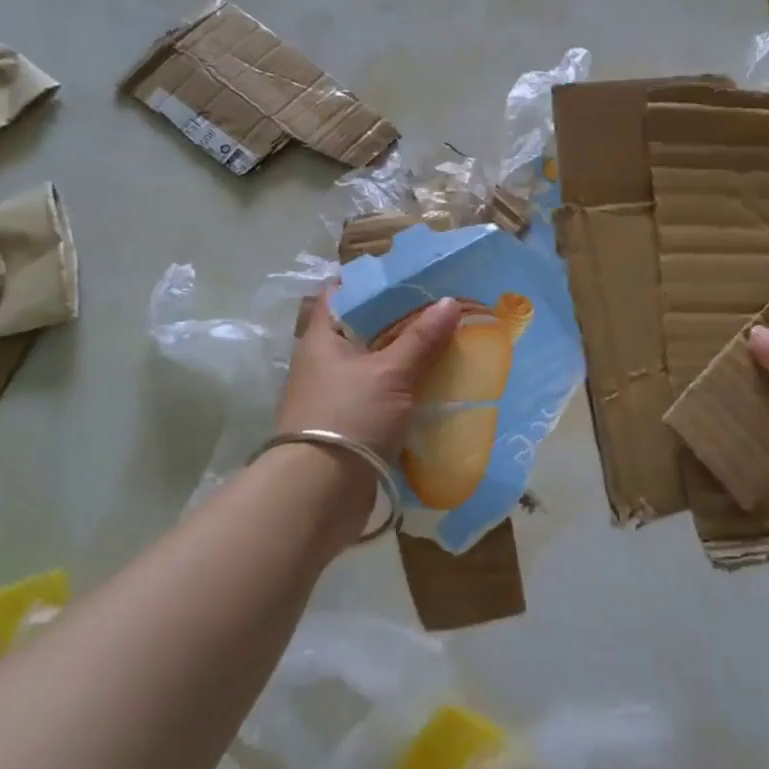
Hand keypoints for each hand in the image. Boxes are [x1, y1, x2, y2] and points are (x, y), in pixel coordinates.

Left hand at [277, 292, 460, 459]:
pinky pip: (378, 394)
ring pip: (373, 363)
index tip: (408, 275)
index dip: (371, 281)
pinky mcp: (346, 423)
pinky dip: (401, 388)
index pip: (341, 293)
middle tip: (438, 308)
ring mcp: (333, 393)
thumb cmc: (350, 416)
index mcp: (322, 338)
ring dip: (403, 356)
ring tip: (443, 343)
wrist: (319, 493)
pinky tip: (432, 384)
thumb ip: (420, 338)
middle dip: (398, 320)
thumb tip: (449, 302)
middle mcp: (322, 361)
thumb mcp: (390, 373)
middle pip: (362, 328)